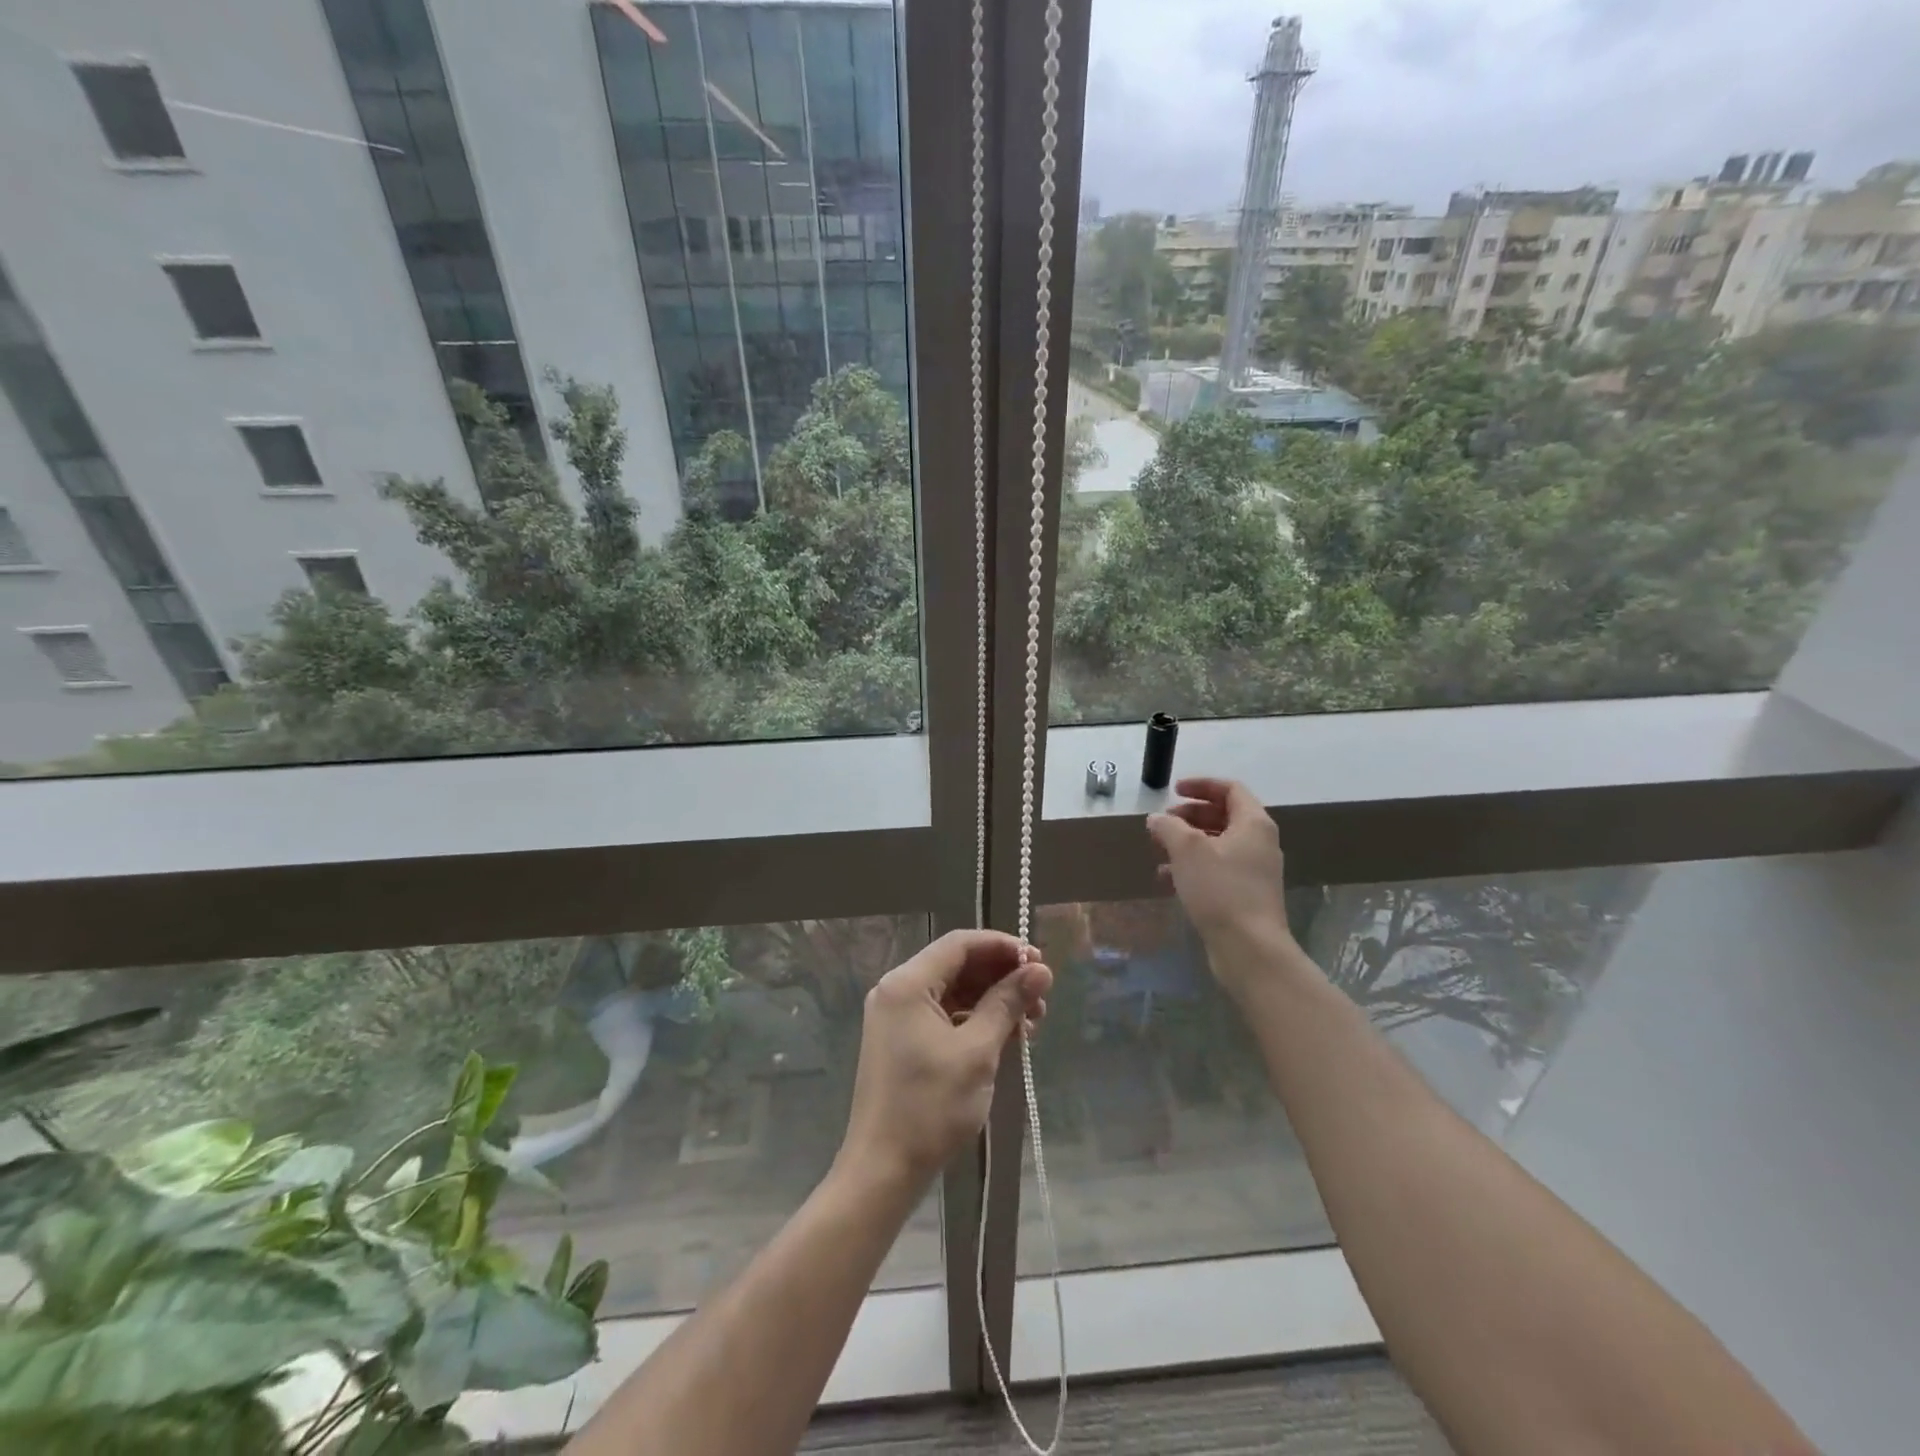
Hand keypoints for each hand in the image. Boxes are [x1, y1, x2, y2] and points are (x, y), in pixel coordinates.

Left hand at [840, 930, 1051, 1188]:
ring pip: (954, 991)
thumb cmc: (930, 1107)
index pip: (960, 943)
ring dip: (993, 999)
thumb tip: (1040, 970)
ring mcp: (898, 1016)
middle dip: (1001, 975)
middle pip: (957, 965)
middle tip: (1041, 995)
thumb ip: (1008, 1003)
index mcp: (907, 983)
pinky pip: (945, 1014)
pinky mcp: (903, 1040)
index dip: (1003, 946)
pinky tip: (1007, 1036)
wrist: (883, 1171)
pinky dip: (975, 1019)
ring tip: (1032, 1021)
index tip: (1039, 962)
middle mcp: (898, 990)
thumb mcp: (977, 1051)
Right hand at [1147, 777, 1293, 975]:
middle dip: (1190, 815)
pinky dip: (1193, 866)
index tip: (1173, 791)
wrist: (1249, 948)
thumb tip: (1157, 819)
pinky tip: (1167, 879)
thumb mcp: (1187, 850)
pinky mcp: (1246, 895)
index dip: (1201, 785)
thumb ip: (1169, 827)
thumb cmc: (1220, 889)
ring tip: (1160, 849)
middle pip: (1224, 815)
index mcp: (1253, 824)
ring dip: (1188, 842)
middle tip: (1164, 821)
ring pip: (1218, 844)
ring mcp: (1254, 871)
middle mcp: (1259, 843)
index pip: (1230, 789)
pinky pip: (1217, 869)